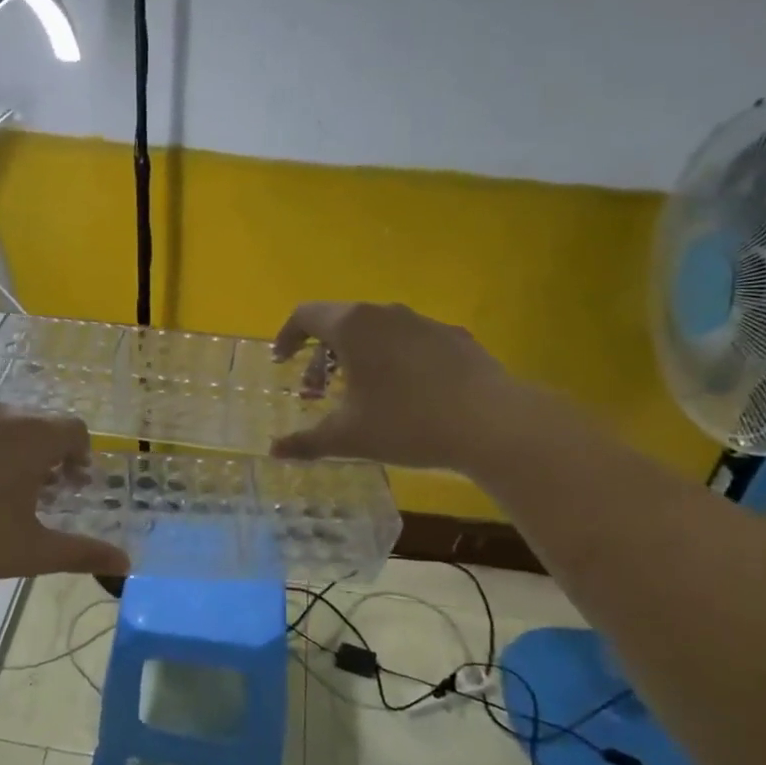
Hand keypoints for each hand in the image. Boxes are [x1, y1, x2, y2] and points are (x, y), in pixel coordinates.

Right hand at [269, 302, 508, 469]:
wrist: (490, 422)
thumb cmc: (406, 422)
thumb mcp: (349, 437)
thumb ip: (306, 442)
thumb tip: (274, 451)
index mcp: (352, 327)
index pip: (306, 315)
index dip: (287, 337)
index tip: (282, 361)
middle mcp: (385, 313)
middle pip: (340, 322)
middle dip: (320, 354)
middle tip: (316, 390)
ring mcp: (422, 322)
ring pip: (375, 330)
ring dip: (356, 356)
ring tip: (358, 393)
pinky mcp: (452, 336)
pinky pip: (408, 341)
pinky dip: (392, 359)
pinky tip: (403, 393)